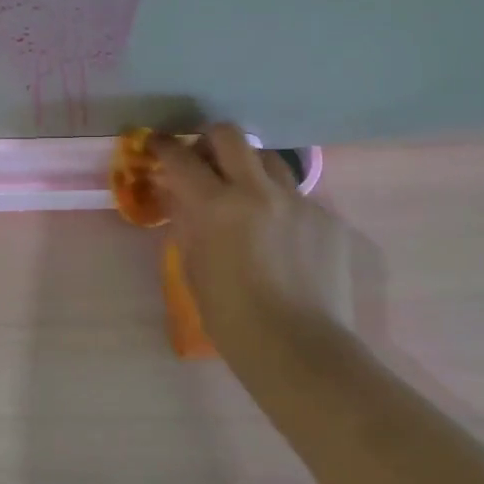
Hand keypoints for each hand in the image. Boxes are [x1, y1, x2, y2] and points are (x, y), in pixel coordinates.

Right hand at [151, 126, 354, 349]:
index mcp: (216, 205)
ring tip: (244, 193)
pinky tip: (279, 236)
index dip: (164, 146)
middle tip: (203, 159)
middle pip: (229, 135)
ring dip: (248, 167)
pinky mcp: (326, 217)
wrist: (299, 348)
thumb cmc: (231, 316)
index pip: (181, 158)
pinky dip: (279, 204)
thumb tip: (181, 196)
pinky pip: (296, 196)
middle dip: (209, 139)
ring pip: (269, 159)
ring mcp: (297, 201)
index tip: (157, 145)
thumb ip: (186, 221)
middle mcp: (257, 191)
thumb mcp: (193, 266)